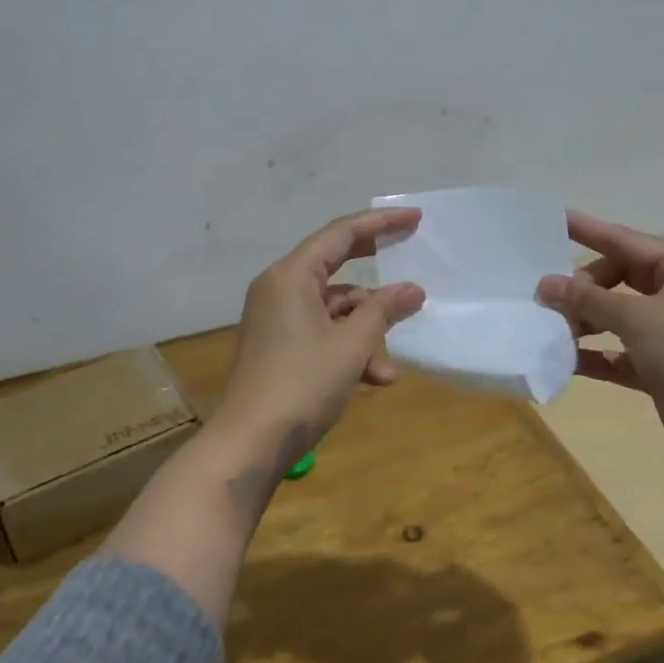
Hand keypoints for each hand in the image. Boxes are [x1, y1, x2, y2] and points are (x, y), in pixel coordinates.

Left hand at [213, 208, 426, 465]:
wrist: (248, 443)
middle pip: (335, 263)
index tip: (415, 219)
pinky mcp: (279, 343)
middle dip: (375, 270)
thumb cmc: (301, 386)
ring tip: (387, 369)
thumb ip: (383, 311)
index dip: (381, 223)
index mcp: (291, 276)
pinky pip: (321, 330)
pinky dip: (347, 346)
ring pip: (333, 307)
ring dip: (366, 331)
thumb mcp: (350, 347)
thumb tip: (413, 289)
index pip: (341, 233)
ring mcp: (277, 317)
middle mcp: (280, 287)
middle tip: (410, 254)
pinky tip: (371, 379)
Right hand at [535, 210, 663, 461]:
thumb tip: (545, 284)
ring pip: (617, 318)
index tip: (553, 220)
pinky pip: (619, 354)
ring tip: (551, 330)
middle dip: (583, 288)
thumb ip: (587, 299)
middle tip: (548, 298)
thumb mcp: (636, 316)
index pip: (625, 241)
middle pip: (618, 280)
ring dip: (585, 323)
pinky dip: (595, 355)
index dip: (588, 230)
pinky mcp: (661, 369)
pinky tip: (565, 361)